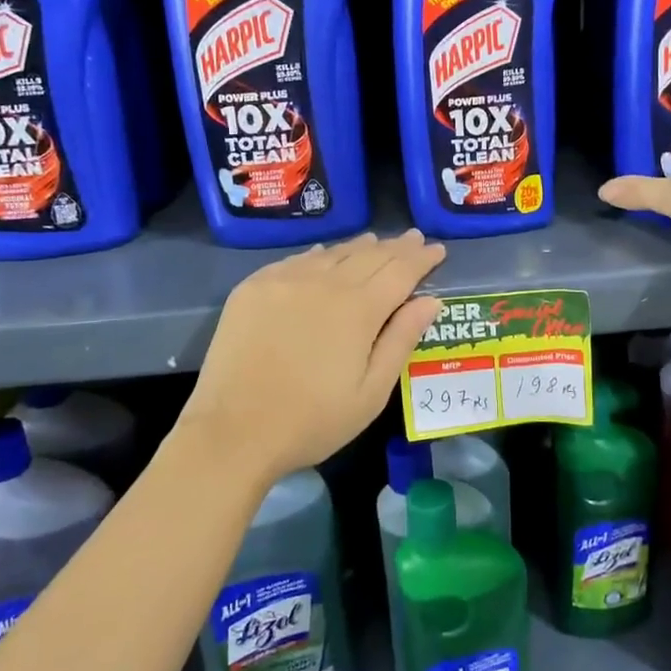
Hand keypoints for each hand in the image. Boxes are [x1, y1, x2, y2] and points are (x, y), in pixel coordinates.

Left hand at [182, 231, 446, 481]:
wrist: (232, 432)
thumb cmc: (312, 421)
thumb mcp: (371, 392)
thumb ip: (401, 340)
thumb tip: (430, 300)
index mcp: (359, 309)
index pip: (400, 271)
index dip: (422, 259)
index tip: (438, 249)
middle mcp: (324, 283)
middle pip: (369, 255)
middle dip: (396, 247)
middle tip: (414, 239)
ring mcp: (285, 281)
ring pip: (332, 253)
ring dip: (359, 247)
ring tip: (376, 242)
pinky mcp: (254, 288)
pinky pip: (296, 260)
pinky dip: (319, 255)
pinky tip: (324, 254)